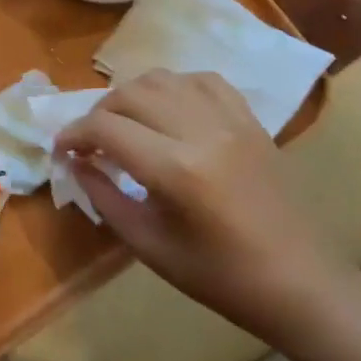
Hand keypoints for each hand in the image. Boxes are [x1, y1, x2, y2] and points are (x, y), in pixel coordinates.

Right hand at [56, 70, 352, 342]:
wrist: (298, 282)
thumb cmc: (218, 276)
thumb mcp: (148, 245)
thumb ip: (105, 198)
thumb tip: (76, 164)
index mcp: (176, 169)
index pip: (106, 129)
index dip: (74, 135)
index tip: (62, 151)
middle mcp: (202, 131)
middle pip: (130, 94)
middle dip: (98, 113)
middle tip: (90, 142)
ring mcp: (231, 120)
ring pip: (164, 78)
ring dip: (132, 95)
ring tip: (125, 123)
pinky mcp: (250, 120)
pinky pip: (204, 80)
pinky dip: (174, 87)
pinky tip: (167, 110)